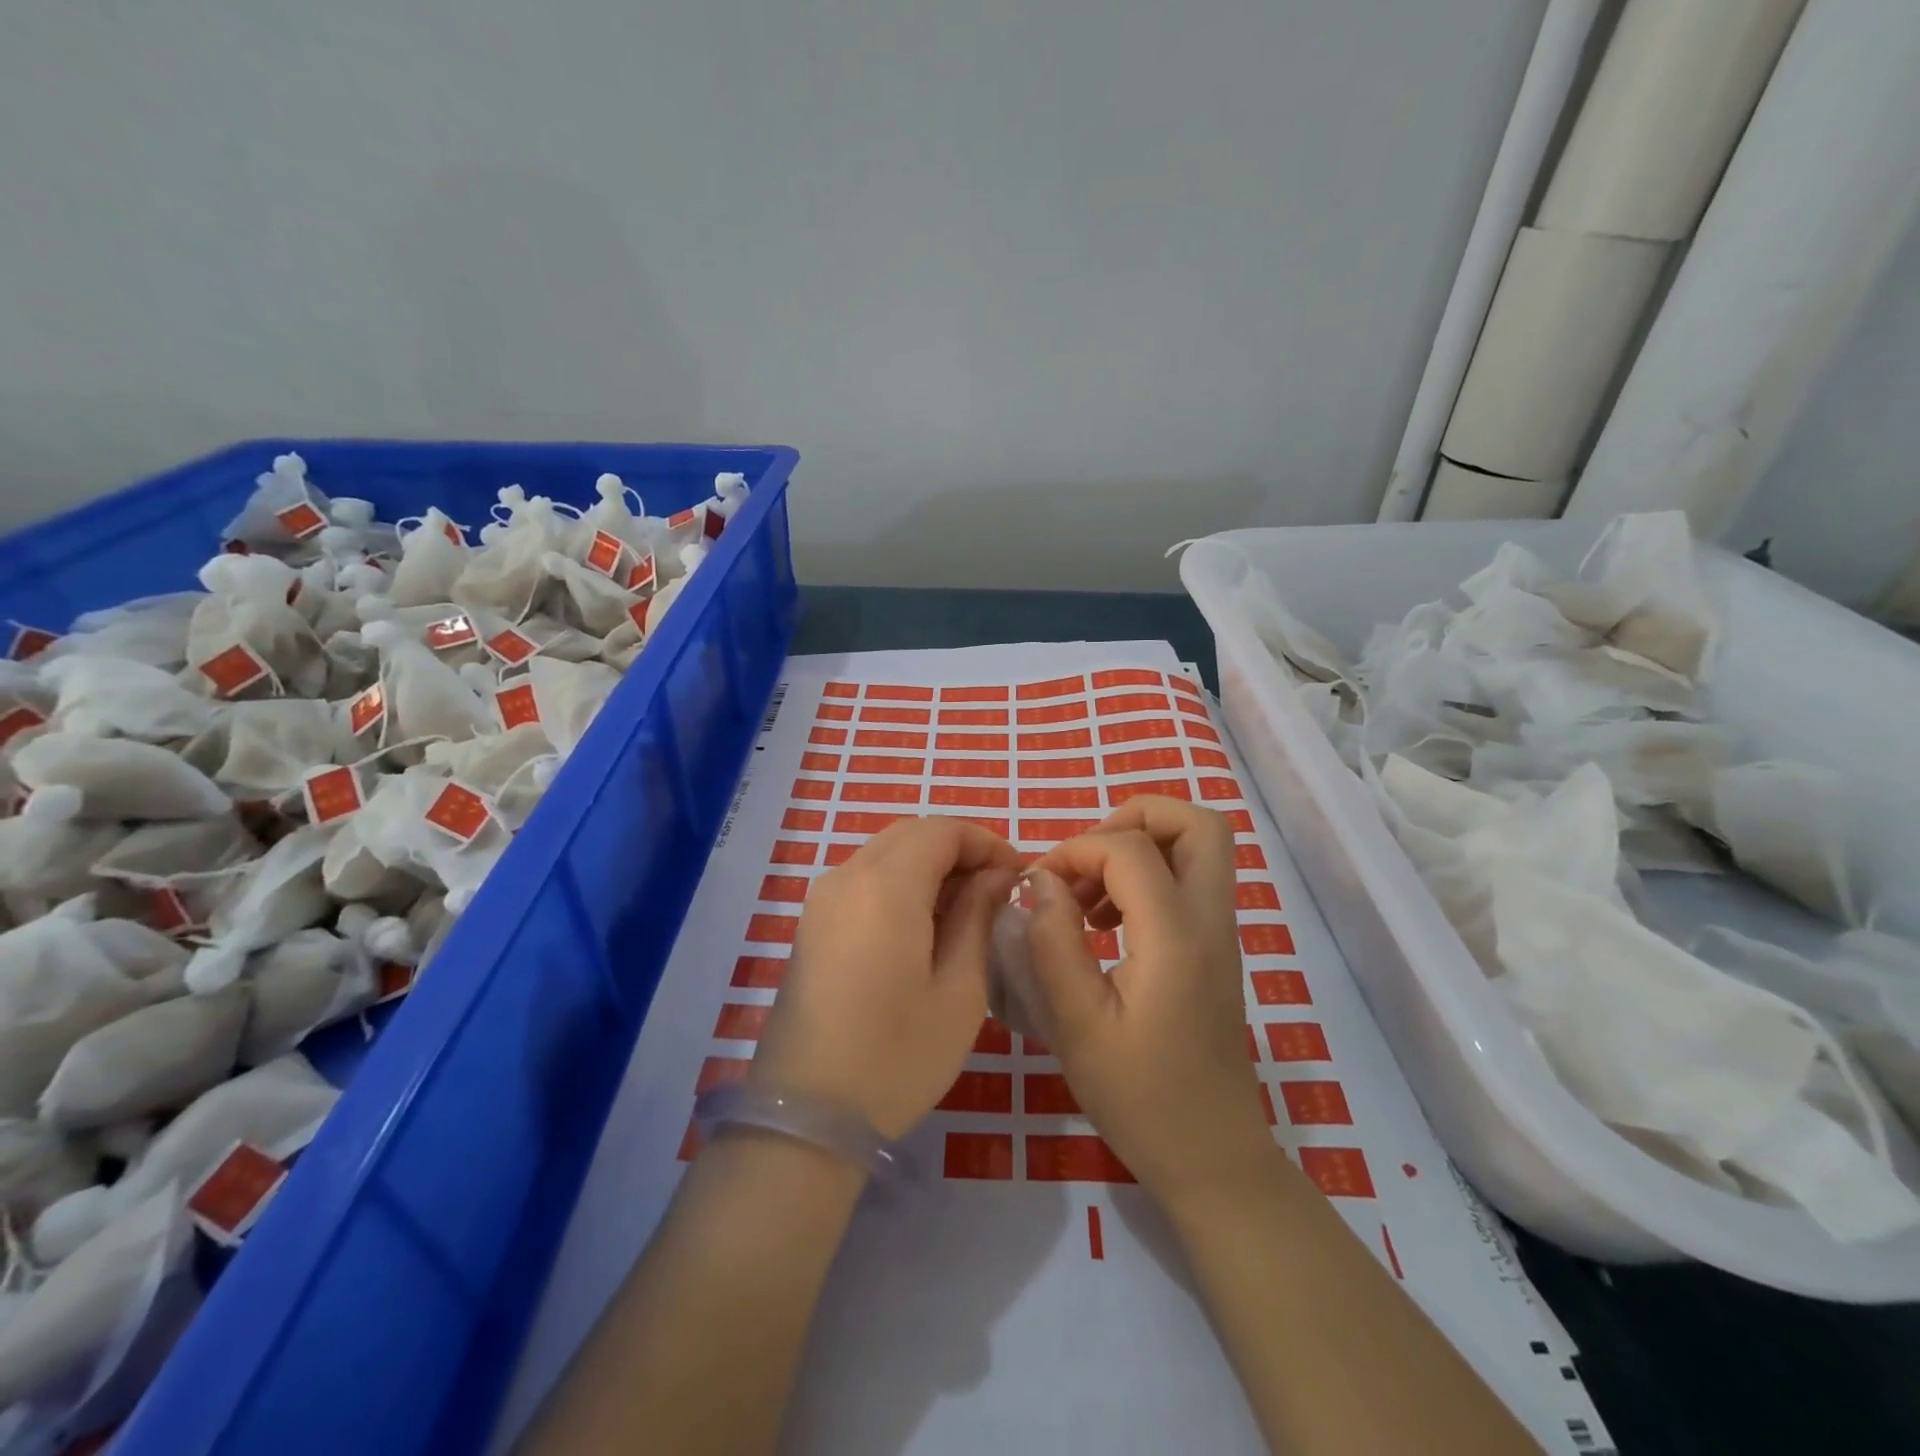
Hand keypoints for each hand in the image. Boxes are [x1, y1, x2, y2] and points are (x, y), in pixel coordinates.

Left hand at [752, 817, 1021, 1139]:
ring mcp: (822, 899)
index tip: (1018, 874)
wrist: (806, 1118)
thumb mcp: (959, 990)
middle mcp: (846, 877)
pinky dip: (902, 883)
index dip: (986, 841)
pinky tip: (924, 926)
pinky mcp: (812, 923)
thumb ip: (979, 917)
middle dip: (959, 849)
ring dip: (930, 865)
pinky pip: (864, 879)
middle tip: (997, 889)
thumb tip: (996, 875)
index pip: (942, 830)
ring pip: (886, 853)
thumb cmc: (896, 1058)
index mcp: (885, 887)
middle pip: (911, 834)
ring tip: (968, 909)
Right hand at [1026, 797, 1272, 1198]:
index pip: (1129, 848)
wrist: (1211, 1155)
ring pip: (1200, 844)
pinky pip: (1192, 878)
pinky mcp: (1215, 948)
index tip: (1039, 884)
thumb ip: (1054, 942)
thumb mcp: (1076, 1025)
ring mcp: (1220, 933)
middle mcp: (1209, 921)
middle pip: (1195, 822)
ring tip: (1088, 895)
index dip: (1076, 850)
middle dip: (1133, 817)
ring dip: (1140, 845)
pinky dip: (1150, 874)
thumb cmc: (1138, 1097)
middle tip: (1085, 859)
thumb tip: (1040, 878)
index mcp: (1175, 937)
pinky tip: (1107, 921)